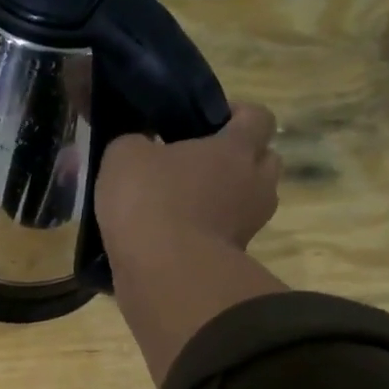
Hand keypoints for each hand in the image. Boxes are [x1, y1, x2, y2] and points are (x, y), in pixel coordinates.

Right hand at [94, 103, 280, 261]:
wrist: (164, 274)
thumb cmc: (151, 202)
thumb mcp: (124, 157)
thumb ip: (134, 142)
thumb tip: (140, 145)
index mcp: (237, 148)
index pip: (257, 117)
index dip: (237, 115)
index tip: (209, 122)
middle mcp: (255, 183)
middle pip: (264, 161)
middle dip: (239, 159)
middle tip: (201, 165)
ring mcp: (249, 226)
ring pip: (248, 202)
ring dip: (225, 201)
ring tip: (186, 205)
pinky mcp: (233, 260)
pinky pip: (225, 237)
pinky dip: (207, 234)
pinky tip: (174, 237)